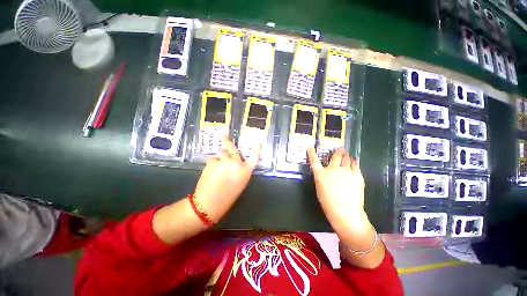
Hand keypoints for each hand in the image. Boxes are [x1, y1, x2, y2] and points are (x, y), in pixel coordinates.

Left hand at [194, 138, 259, 222]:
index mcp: (245, 171)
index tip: (257, 141)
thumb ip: (241, 171)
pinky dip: (212, 163)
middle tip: (224, 137)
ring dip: (220, 157)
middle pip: (233, 149)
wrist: (209, 203)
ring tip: (216, 167)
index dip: (256, 149)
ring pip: (221, 153)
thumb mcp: (240, 183)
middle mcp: (236, 163)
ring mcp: (224, 161)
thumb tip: (236, 162)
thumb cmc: (227, 197)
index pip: (254, 157)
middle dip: (228, 144)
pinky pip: (213, 159)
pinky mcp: (212, 162)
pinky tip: (210, 171)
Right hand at [308, 148, 383, 268]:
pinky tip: (353, 162)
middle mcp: (332, 169)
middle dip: (337, 151)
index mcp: (321, 174)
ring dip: (346, 156)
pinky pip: (355, 164)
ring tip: (346, 155)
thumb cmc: (328, 203)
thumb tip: (326, 173)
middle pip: (336, 156)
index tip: (310, 147)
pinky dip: (353, 162)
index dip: (311, 153)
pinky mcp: (357, 175)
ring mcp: (346, 171)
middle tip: (339, 150)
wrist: (345, 211)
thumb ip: (322, 178)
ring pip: (347, 158)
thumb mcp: (320, 188)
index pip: (314, 160)